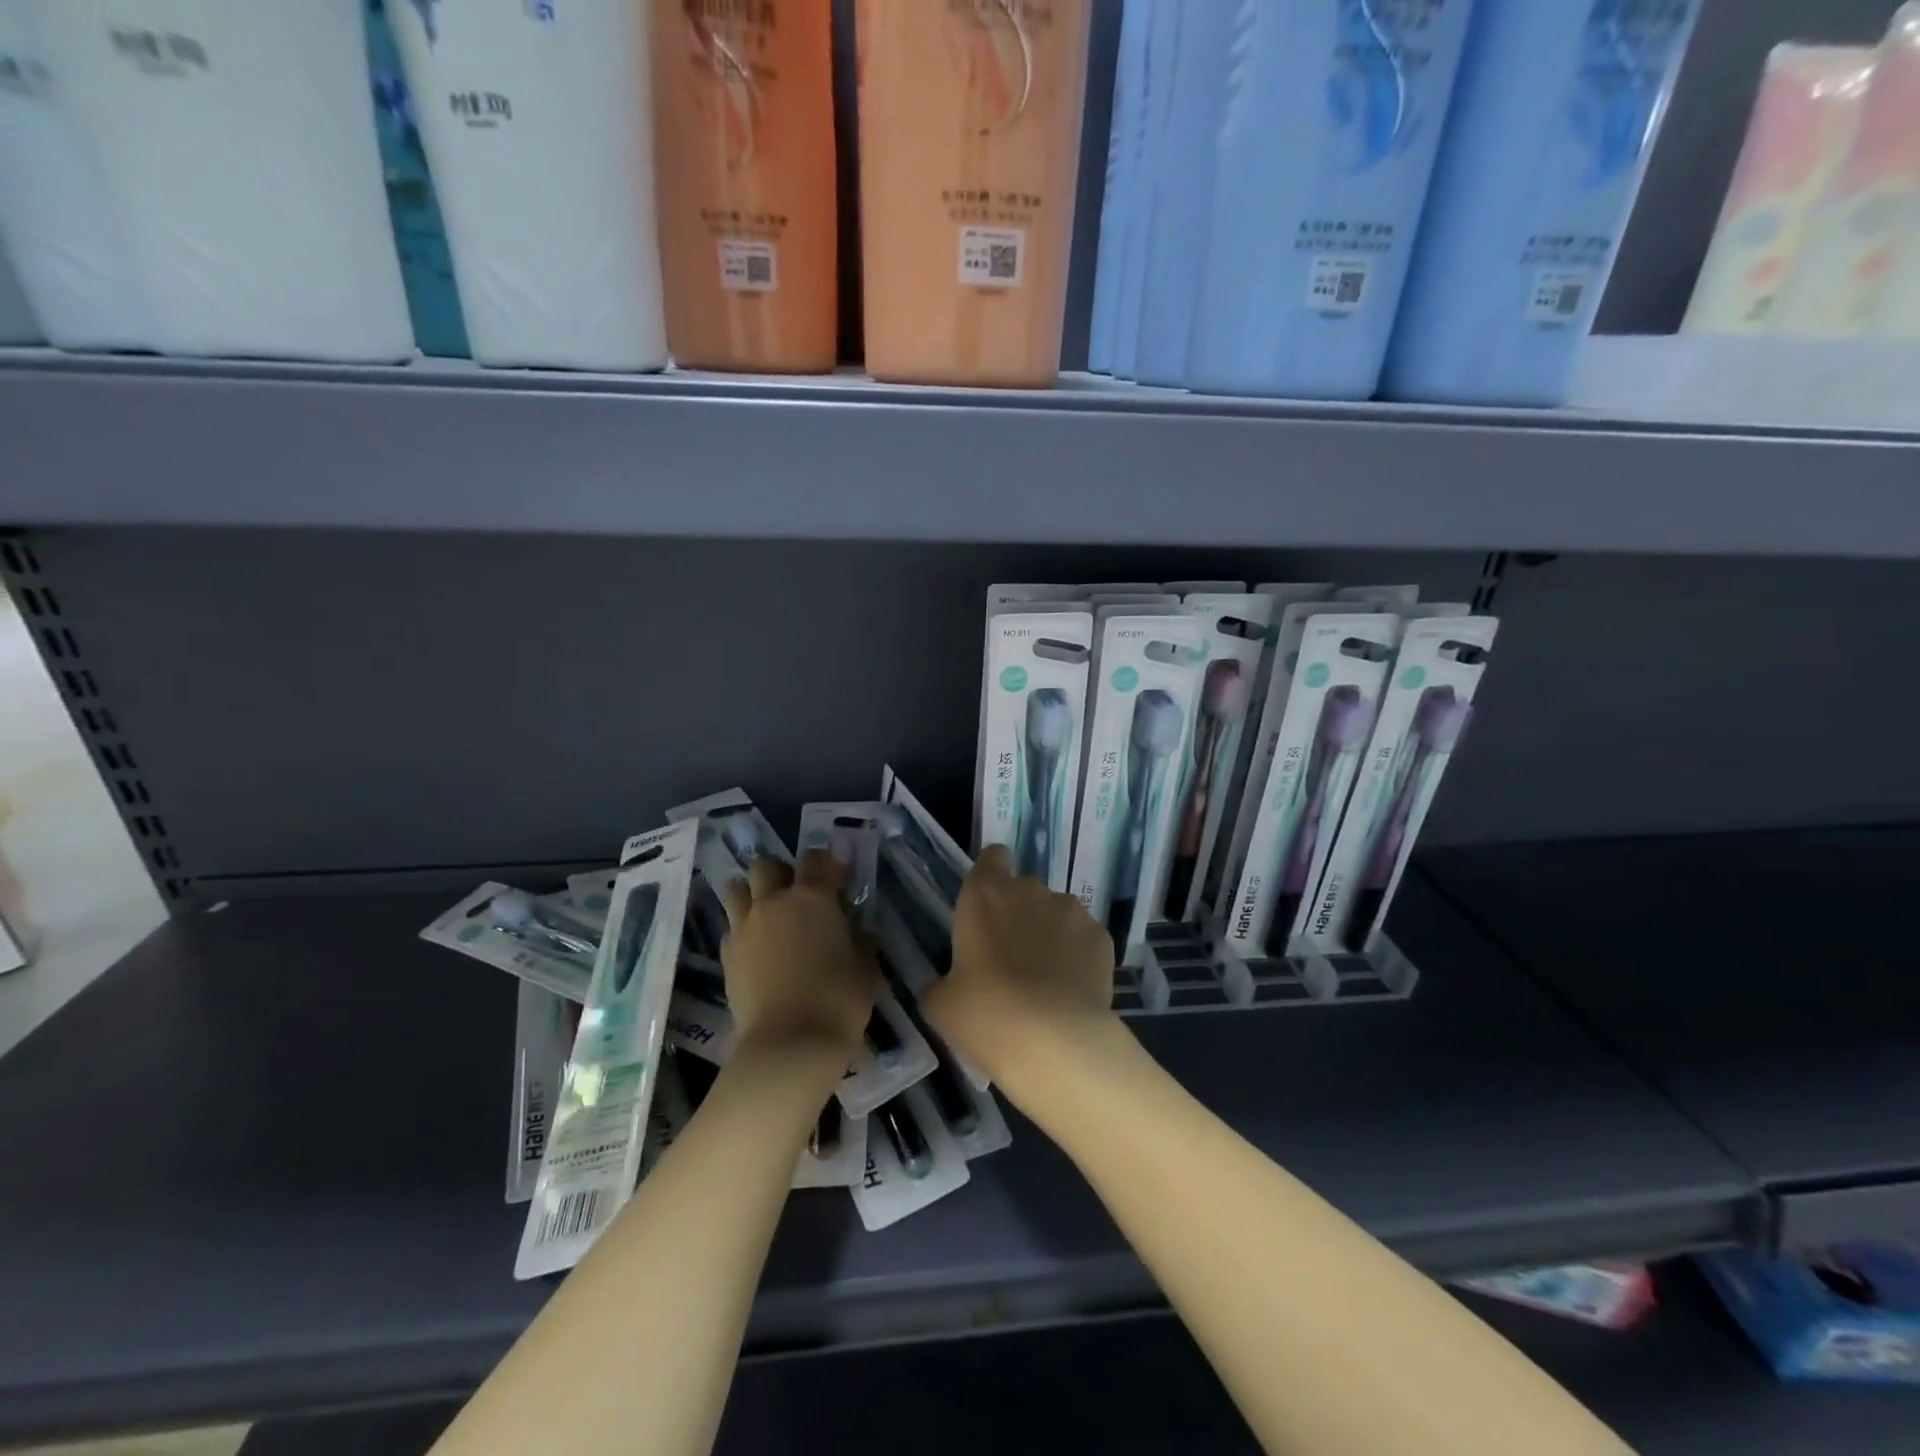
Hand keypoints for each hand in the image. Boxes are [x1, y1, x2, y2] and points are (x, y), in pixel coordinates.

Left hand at [719, 852, 874, 1057]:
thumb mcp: (864, 967)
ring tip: (766, 914)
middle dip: (780, 872)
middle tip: (795, 895)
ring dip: (751, 893)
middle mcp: (774, 902)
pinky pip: (730, 927)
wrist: (790, 1043)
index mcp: (813, 897)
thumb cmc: (838, 999)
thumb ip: (860, 940)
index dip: (826, 864)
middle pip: (766, 865)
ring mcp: (745, 926)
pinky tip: (755, 949)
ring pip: (737, 888)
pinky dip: (741, 930)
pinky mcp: (727, 954)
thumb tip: (860, 931)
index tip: (838, 880)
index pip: (816, 859)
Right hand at [923, 844, 1115, 1088]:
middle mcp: (1030, 890)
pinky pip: (1084, 939)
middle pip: (1024, 889)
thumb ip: (944, 982)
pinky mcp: (1102, 937)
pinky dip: (1078, 956)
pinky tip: (1071, 992)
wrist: (1054, 1042)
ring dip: (1050, 934)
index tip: (987, 907)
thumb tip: (950, 986)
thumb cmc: (985, 1013)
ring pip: (1057, 913)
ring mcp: (1071, 911)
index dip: (991, 876)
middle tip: (1010, 960)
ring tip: (1047, 981)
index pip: (991, 858)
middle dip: (1019, 914)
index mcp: (985, 894)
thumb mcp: (942, 1004)